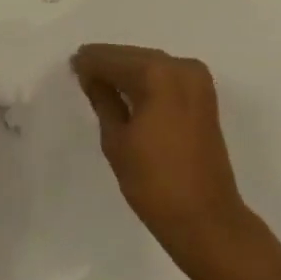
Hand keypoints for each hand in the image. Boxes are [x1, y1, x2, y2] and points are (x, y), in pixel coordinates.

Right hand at [72, 43, 253, 265]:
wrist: (208, 222)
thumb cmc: (155, 184)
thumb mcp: (116, 141)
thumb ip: (103, 100)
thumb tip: (91, 77)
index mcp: (157, 74)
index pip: (114, 59)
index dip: (90, 62)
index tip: (72, 64)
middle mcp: (180, 67)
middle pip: (134, 57)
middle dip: (109, 64)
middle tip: (82, 72)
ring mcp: (197, 80)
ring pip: (152, 65)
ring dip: (128, 72)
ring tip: (100, 82)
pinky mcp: (204, 96)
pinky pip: (167, 78)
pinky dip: (147, 81)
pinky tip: (128, 91)